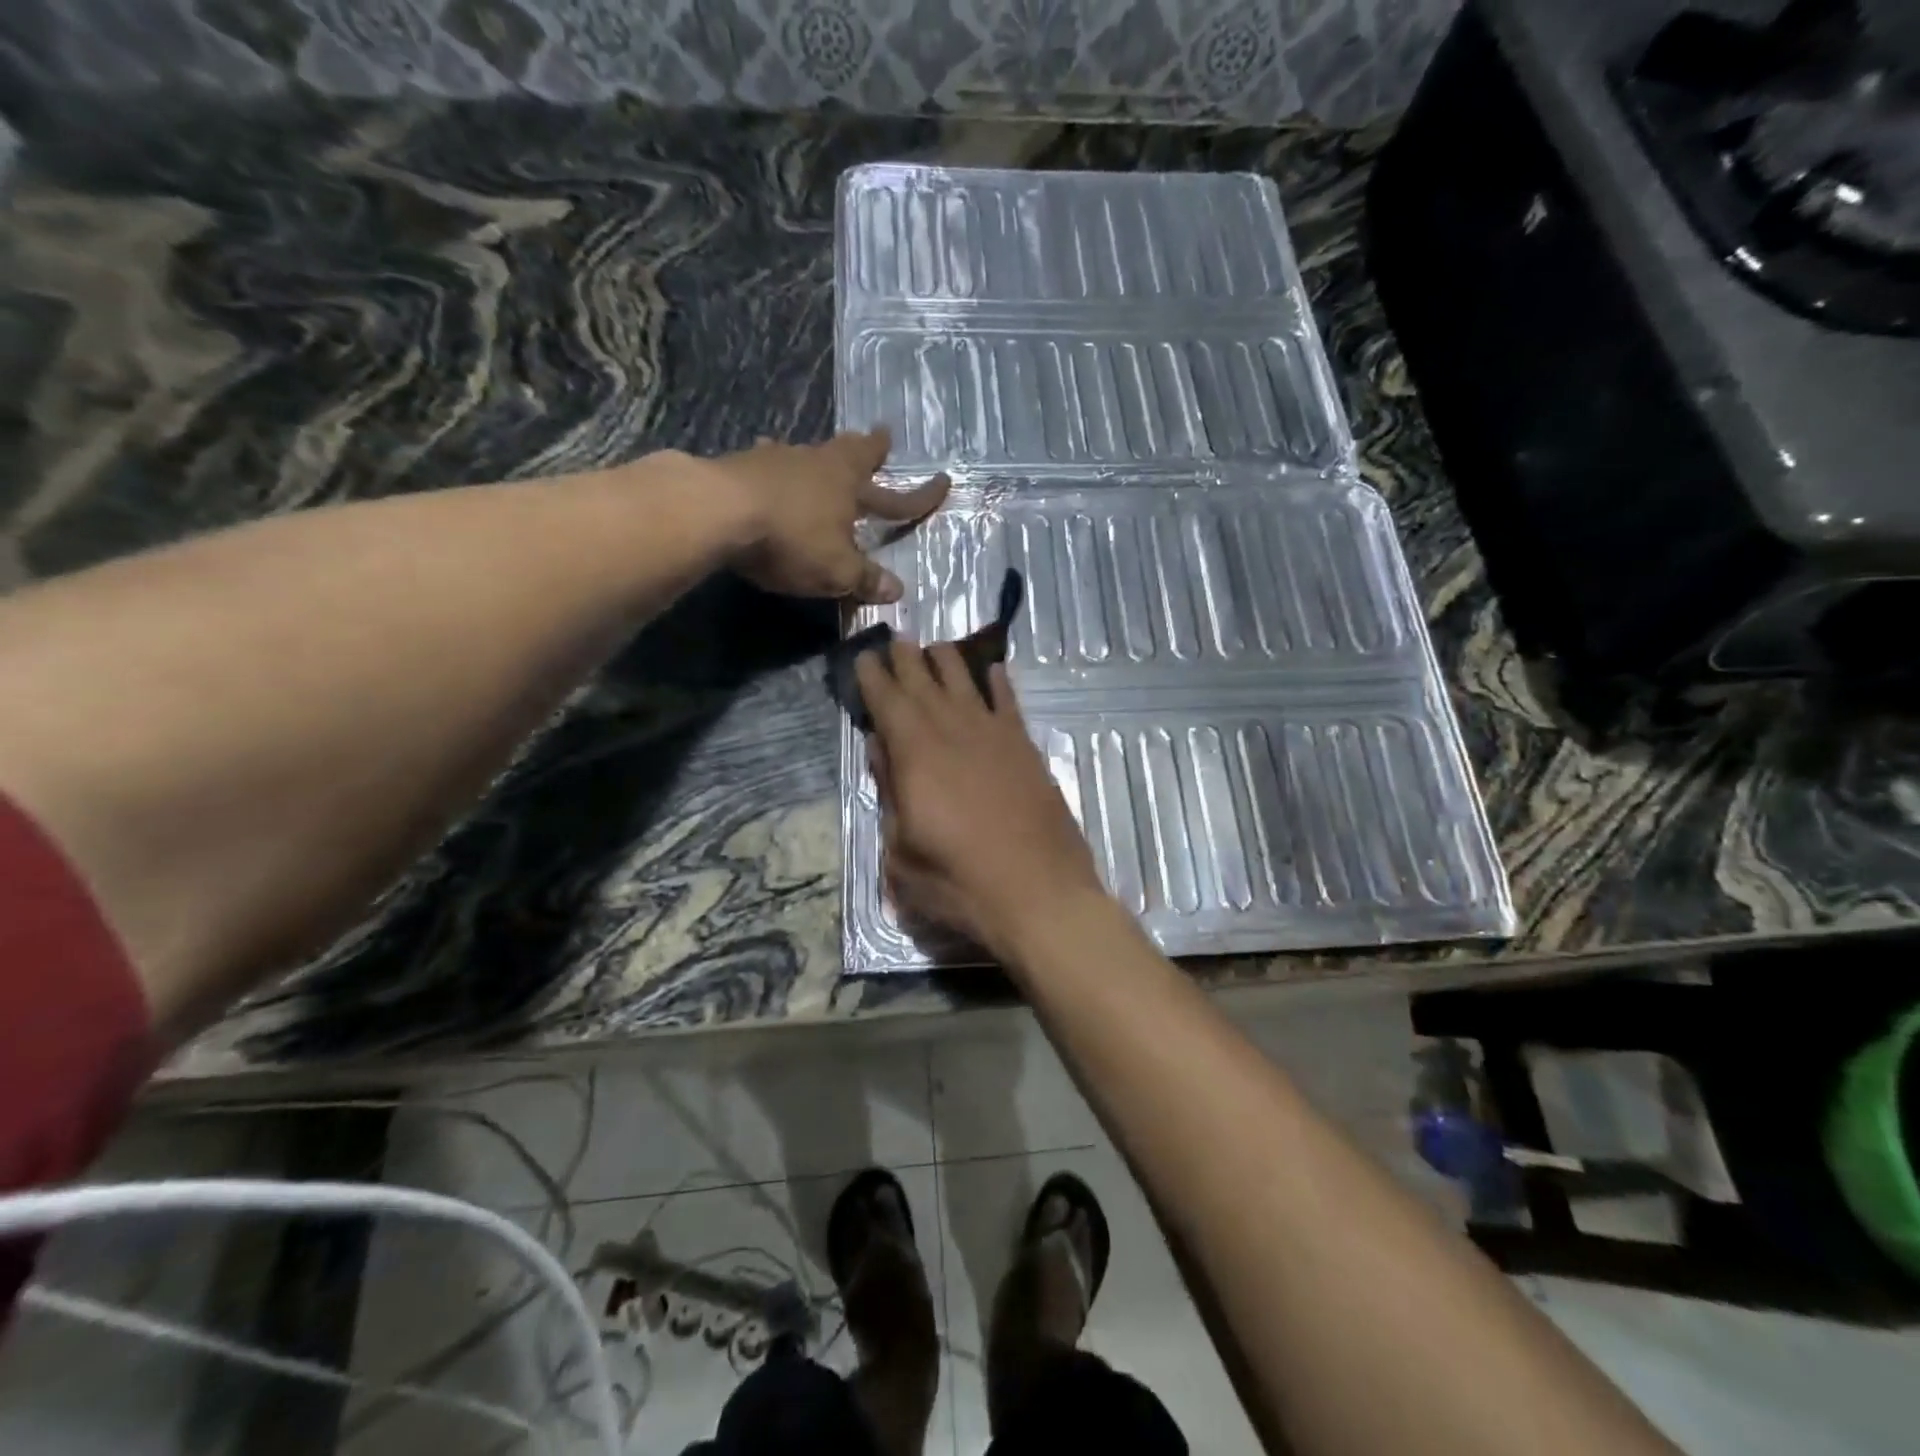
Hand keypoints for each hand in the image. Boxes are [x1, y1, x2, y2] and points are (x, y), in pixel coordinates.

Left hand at [711, 428, 947, 602]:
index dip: (920, 496)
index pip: (895, 497)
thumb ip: (865, 579)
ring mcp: (776, 459)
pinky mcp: (740, 465)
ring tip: (815, 458)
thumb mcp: (836, 570)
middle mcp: (817, 463)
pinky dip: (773, 469)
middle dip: (868, 448)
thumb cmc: (791, 538)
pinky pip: (766, 464)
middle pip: (850, 451)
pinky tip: (763, 469)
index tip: (944, 481)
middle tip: (880, 437)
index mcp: (849, 486)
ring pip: (806, 454)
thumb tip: (896, 590)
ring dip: (816, 459)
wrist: (717, 510)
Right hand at [856, 638, 1108, 962]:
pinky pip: (1009, 702)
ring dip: (947, 659)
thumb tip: (880, 748)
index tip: (864, 655)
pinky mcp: (1026, 748)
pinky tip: (993, 671)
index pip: (887, 699)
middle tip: (894, 639)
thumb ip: (890, 794)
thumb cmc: (960, 883)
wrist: (1041, 894)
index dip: (873, 675)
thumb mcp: (902, 853)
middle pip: (924, 680)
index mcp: (916, 753)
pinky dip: (998, 683)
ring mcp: (995, 735)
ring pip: (966, 680)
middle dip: (905, 657)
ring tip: (934, 647)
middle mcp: (954, 730)